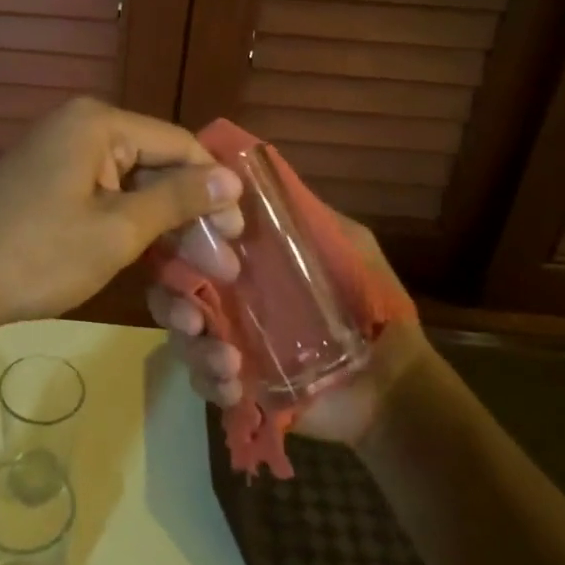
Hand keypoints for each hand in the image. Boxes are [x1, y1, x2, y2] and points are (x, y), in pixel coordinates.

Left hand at [0, 98, 244, 328]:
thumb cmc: (39, 255)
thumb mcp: (117, 230)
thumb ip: (178, 199)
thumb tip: (233, 177)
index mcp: (99, 124)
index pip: (180, 144)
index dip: (215, 189)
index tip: (240, 238)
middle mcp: (81, 128)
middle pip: (156, 165)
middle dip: (191, 216)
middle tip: (223, 269)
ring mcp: (61, 157)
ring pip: (132, 187)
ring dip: (165, 228)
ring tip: (196, 274)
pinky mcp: (49, 186)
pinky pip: (104, 198)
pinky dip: (130, 228)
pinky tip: (155, 261)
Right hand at [148, 206, 415, 445]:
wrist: (392, 386)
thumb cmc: (371, 308)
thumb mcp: (347, 247)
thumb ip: (305, 216)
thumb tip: (254, 178)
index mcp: (248, 262)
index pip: (194, 243)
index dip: (181, 243)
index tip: (195, 251)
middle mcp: (228, 296)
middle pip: (172, 291)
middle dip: (172, 303)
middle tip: (192, 318)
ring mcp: (229, 340)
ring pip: (183, 337)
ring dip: (194, 348)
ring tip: (227, 362)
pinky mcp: (237, 383)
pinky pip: (203, 380)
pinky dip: (210, 382)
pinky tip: (235, 387)